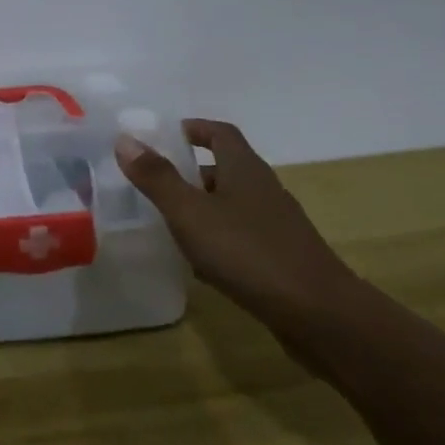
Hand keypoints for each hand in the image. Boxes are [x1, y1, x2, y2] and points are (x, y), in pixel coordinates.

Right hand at [114, 120, 358, 329]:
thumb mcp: (190, 212)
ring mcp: (277, 225)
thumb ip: (156, 177)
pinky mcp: (282, 258)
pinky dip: (218, 241)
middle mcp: (263, 189)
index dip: (193, 129)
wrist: (319, 315)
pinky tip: (200, 265)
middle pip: (225, 169)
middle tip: (154, 184)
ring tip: (168, 224)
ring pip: (232, 205)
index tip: (164, 136)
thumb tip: (124, 139)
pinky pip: (242, 238)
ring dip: (202, 209)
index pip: (220, 132)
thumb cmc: (248, 252)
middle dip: (189, 173)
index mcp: (244, 168)